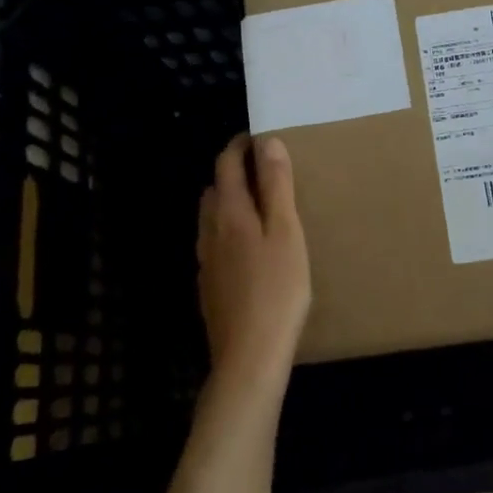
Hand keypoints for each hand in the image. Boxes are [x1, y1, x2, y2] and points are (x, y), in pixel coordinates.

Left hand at [197, 134, 311, 400]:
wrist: (249, 355)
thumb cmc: (278, 289)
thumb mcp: (286, 232)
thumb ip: (277, 186)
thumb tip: (267, 142)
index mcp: (230, 214)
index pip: (226, 166)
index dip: (238, 146)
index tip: (255, 136)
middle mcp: (210, 233)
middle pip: (214, 191)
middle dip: (232, 174)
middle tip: (261, 170)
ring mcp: (206, 263)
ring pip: (210, 220)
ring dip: (228, 203)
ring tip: (256, 206)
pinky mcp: (209, 288)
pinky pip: (214, 245)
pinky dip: (227, 232)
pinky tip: (247, 250)